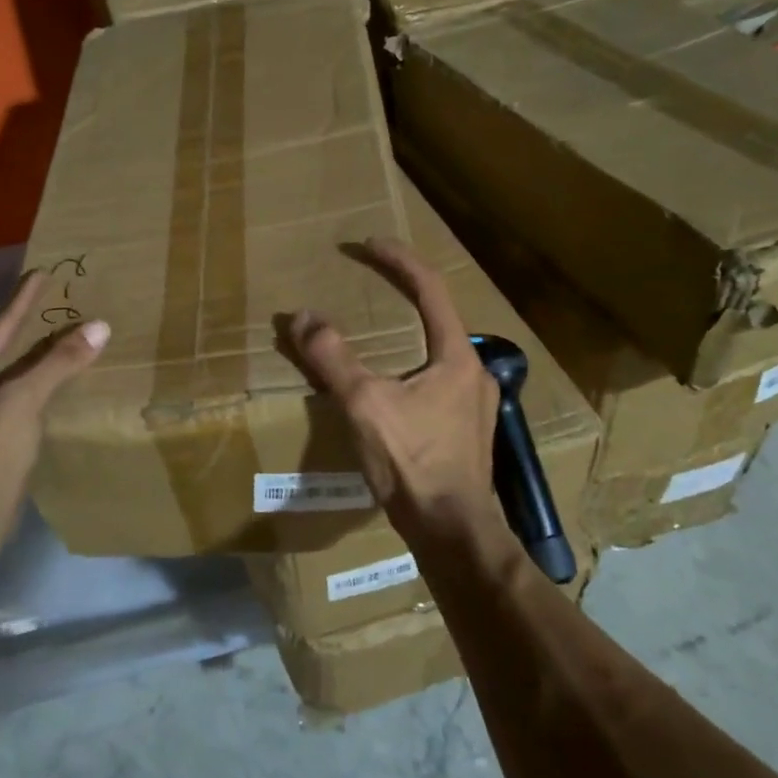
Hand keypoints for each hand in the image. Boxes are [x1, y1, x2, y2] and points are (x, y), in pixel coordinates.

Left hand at [0, 270, 108, 531]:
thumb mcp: (25, 400)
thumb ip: (59, 362)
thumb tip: (98, 326)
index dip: (23, 300)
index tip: (42, 272)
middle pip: (0, 348)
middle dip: (28, 326)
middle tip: (55, 301)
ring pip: (8, 373)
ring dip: (33, 356)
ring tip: (60, 337)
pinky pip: (14, 395)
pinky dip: (34, 383)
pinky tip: (54, 382)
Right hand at [287, 238, 507, 554]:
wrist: (452, 532)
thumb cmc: (412, 463)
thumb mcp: (364, 404)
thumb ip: (332, 357)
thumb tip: (302, 317)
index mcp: (456, 357)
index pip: (430, 289)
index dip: (398, 261)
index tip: (368, 244)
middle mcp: (474, 373)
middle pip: (437, 319)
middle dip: (403, 297)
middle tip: (370, 285)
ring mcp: (474, 405)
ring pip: (436, 353)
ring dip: (406, 336)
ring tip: (374, 336)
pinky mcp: (465, 432)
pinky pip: (435, 382)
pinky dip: (409, 368)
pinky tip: (389, 389)